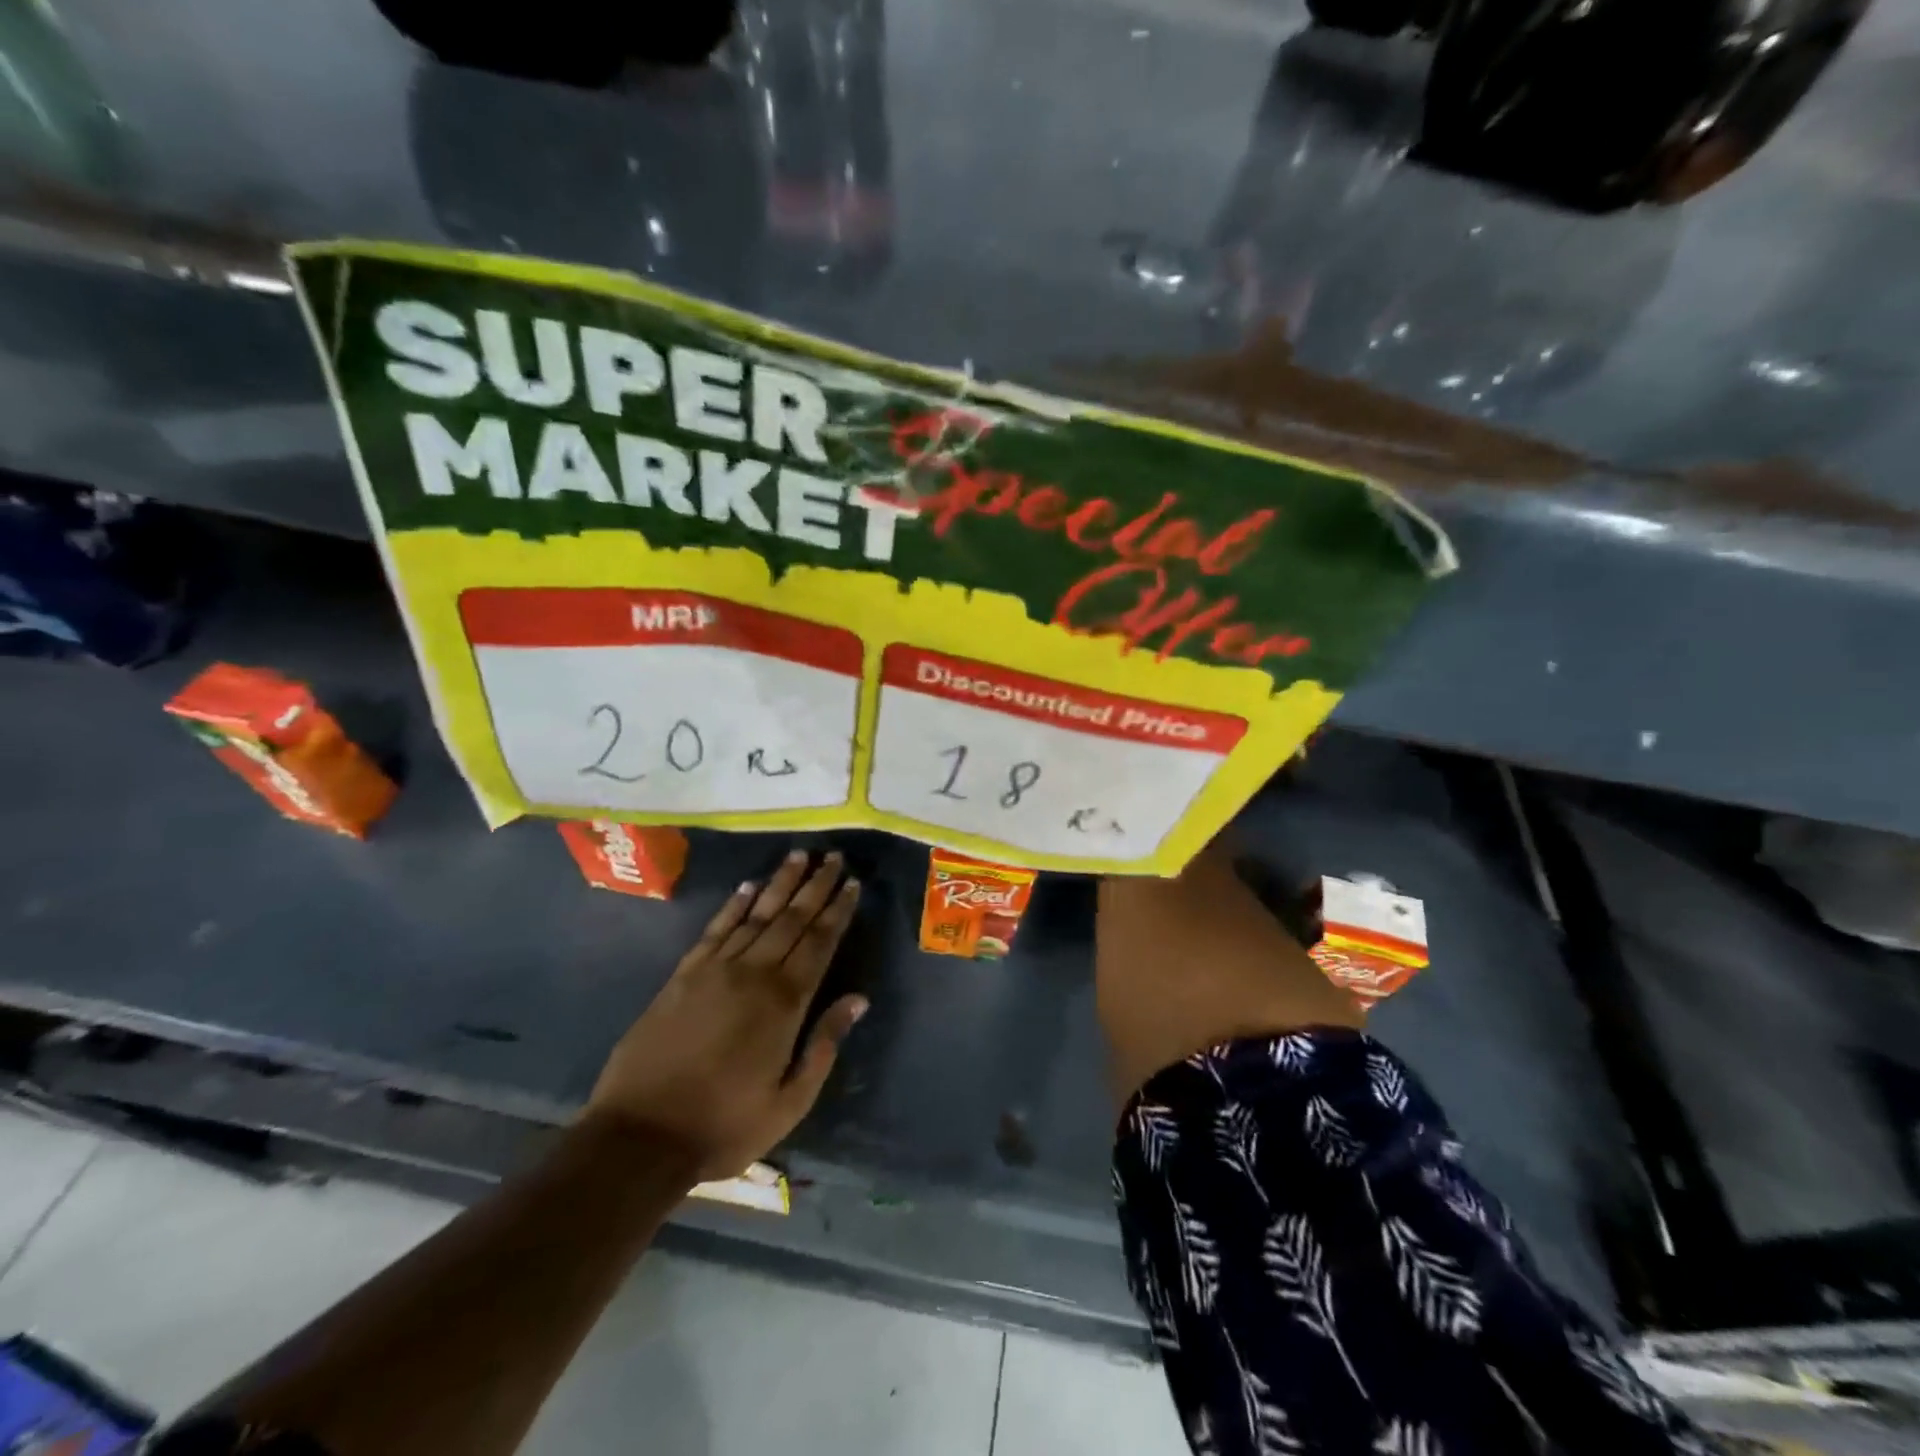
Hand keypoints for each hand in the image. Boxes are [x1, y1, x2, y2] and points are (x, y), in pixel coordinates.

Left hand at [585, 849, 866, 1180]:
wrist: (640, 1137)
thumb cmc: (724, 1125)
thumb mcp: (790, 1101)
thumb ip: (825, 1045)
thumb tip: (858, 999)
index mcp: (784, 1003)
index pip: (819, 942)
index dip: (837, 911)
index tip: (852, 883)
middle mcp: (752, 974)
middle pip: (791, 919)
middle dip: (815, 886)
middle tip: (833, 857)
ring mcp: (714, 970)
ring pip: (756, 915)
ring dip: (779, 884)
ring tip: (798, 856)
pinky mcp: (683, 975)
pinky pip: (715, 929)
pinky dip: (734, 905)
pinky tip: (748, 887)